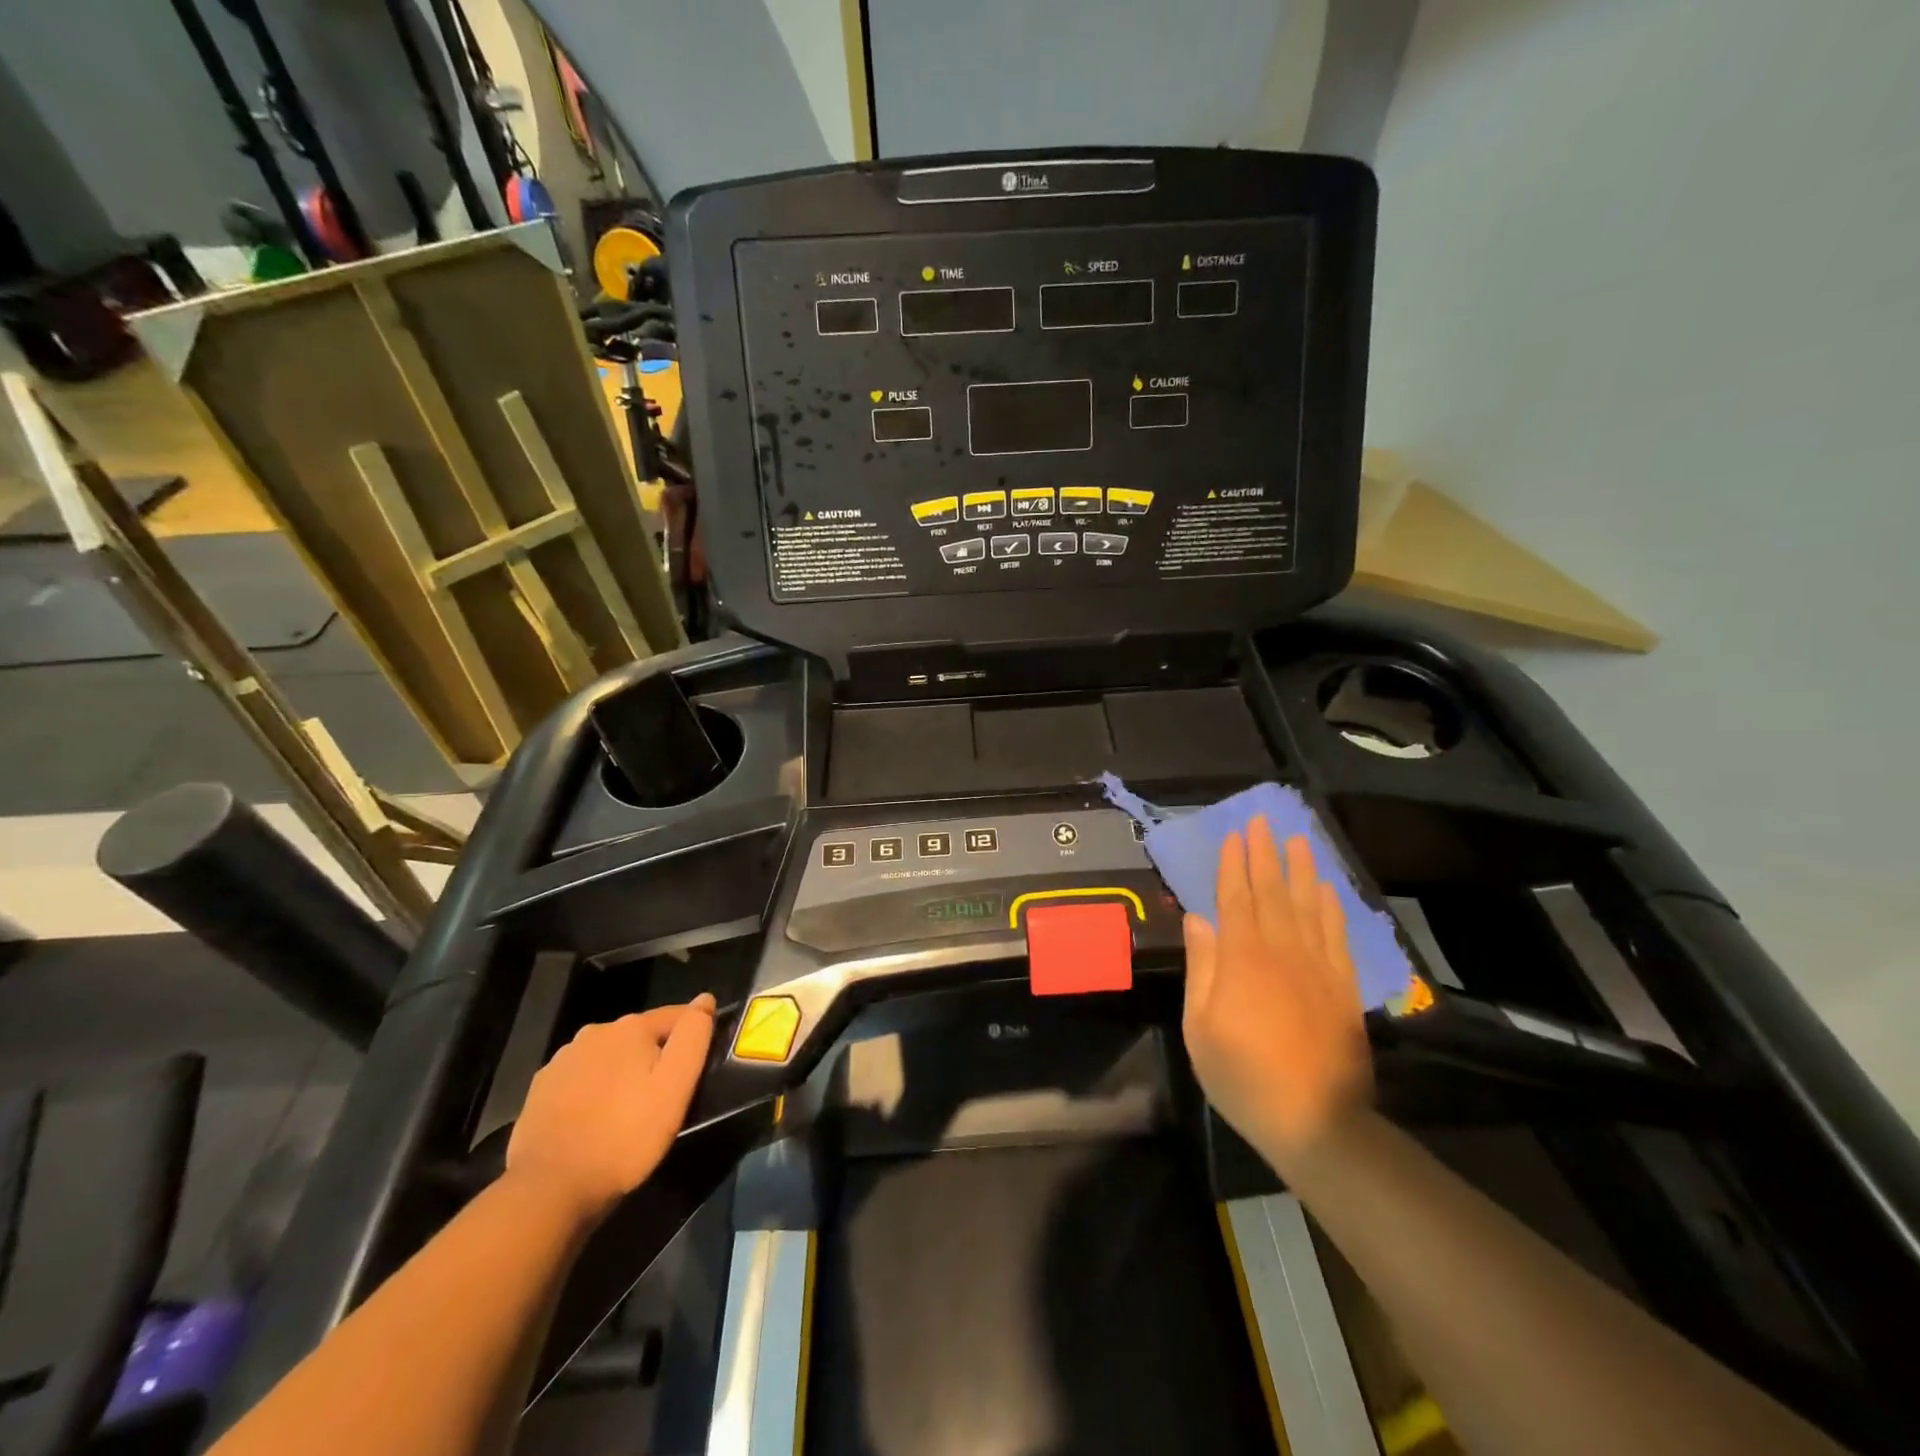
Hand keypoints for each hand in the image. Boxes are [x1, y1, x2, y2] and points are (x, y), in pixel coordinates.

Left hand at [506, 996, 715, 1222]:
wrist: (550, 1189)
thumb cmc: (625, 1136)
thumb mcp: (676, 1087)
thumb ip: (693, 1037)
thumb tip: (705, 1000)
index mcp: (630, 1027)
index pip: (676, 1015)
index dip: (693, 1036)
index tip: (699, 1065)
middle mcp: (594, 1032)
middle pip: (640, 1036)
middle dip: (655, 1056)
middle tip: (664, 1095)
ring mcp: (562, 1061)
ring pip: (608, 1056)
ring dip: (623, 1072)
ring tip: (629, 1110)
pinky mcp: (540, 1089)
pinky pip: (580, 1079)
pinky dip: (593, 1090)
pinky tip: (595, 1119)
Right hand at [1182, 818, 1371, 1170]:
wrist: (1317, 1122)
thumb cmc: (1243, 1075)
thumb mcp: (1201, 1026)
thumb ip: (1202, 968)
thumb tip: (1197, 918)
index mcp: (1243, 959)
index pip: (1237, 899)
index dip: (1234, 865)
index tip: (1234, 835)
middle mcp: (1282, 952)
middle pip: (1273, 893)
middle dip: (1266, 854)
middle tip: (1263, 820)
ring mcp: (1317, 967)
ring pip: (1308, 906)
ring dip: (1302, 869)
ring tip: (1299, 839)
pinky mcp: (1342, 986)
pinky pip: (1337, 935)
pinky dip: (1332, 907)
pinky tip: (1327, 889)